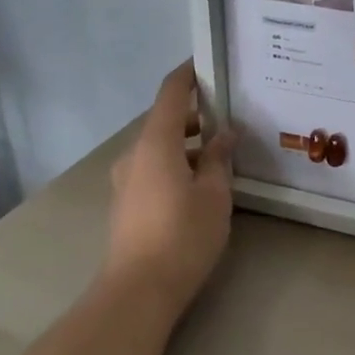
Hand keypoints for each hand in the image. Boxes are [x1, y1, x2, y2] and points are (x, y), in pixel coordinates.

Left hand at [102, 62, 236, 313]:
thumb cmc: (183, 235)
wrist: (138, 290)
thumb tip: (224, 133)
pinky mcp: (126, 202)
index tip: (207, 64)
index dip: (188, 75)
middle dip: (195, 116)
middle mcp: (135, 153)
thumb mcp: (214, 194)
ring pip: (159, 147)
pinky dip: (175, 164)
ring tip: (220, 154)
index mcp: (156, 142)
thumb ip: (218, 158)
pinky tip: (199, 184)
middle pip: (165, 121)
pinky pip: (153, 168)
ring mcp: (126, 179)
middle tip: (229, 117)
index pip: (171, 93)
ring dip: (186, 144)